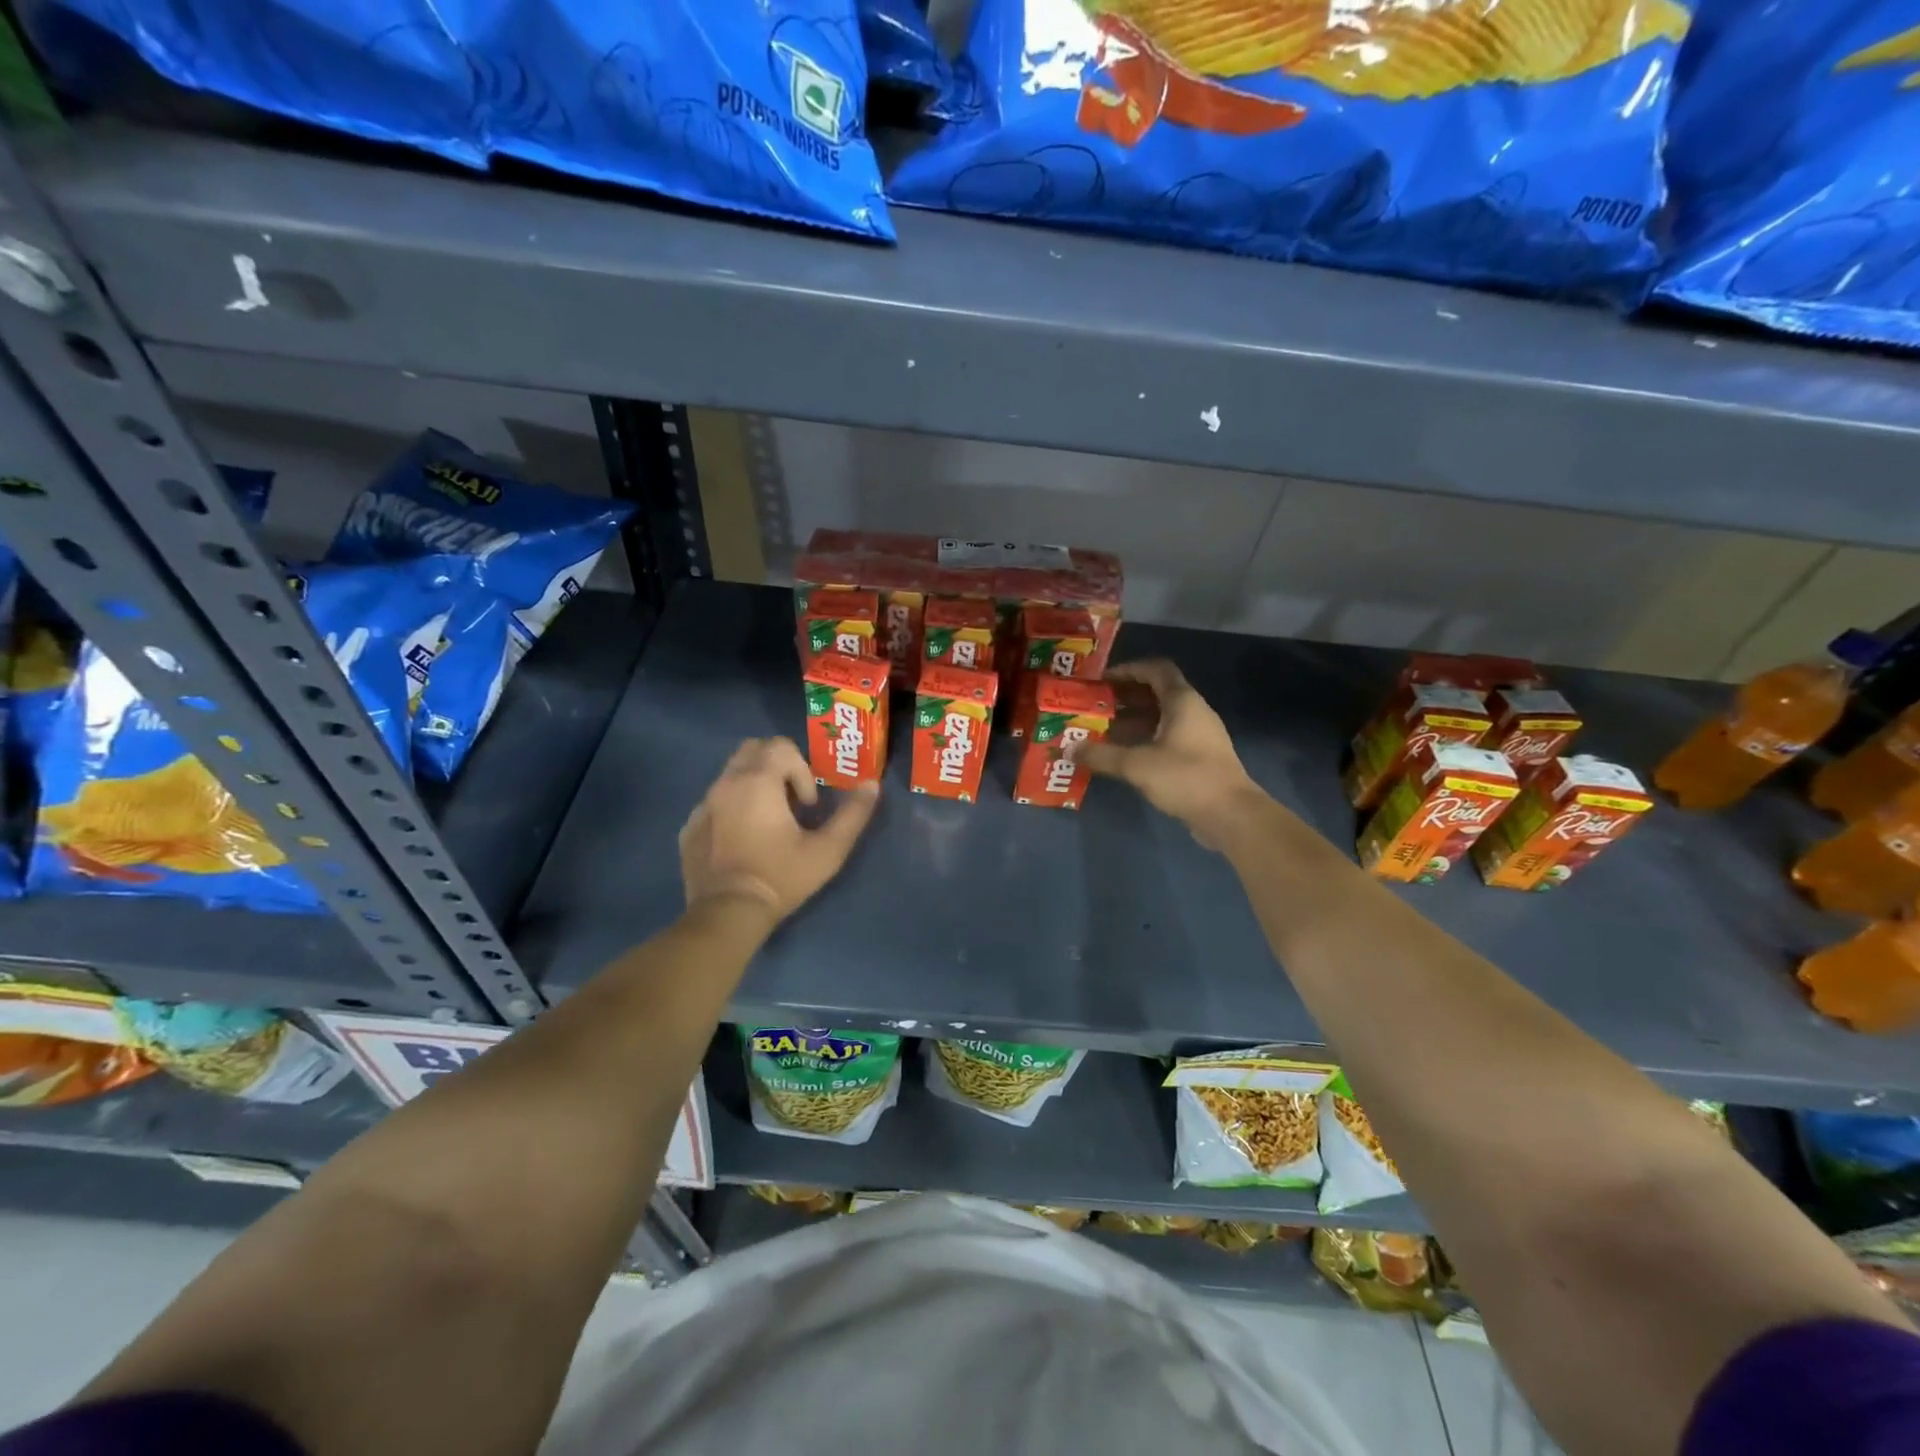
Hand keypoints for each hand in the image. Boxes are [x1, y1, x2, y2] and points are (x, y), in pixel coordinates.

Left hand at [679, 738, 879, 923]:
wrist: (727, 914)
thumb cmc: (781, 877)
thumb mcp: (828, 849)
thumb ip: (853, 814)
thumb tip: (872, 785)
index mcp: (758, 781)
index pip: (781, 747)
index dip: (802, 771)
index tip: (808, 807)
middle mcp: (726, 783)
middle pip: (753, 749)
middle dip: (776, 766)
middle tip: (791, 802)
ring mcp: (703, 805)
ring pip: (731, 774)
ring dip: (754, 785)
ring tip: (768, 822)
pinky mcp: (689, 827)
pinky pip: (713, 802)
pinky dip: (732, 809)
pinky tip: (743, 842)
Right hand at [1082, 660, 1264, 847]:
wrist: (1231, 815)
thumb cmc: (1185, 777)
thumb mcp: (1136, 765)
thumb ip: (1101, 754)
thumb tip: (1068, 748)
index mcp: (1183, 701)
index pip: (1156, 670)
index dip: (1129, 670)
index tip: (1102, 680)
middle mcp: (1194, 712)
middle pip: (1157, 693)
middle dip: (1125, 697)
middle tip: (1095, 705)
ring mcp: (1199, 736)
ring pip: (1162, 718)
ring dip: (1133, 721)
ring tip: (1102, 730)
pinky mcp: (1199, 758)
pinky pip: (1167, 738)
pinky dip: (1144, 740)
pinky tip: (1124, 755)